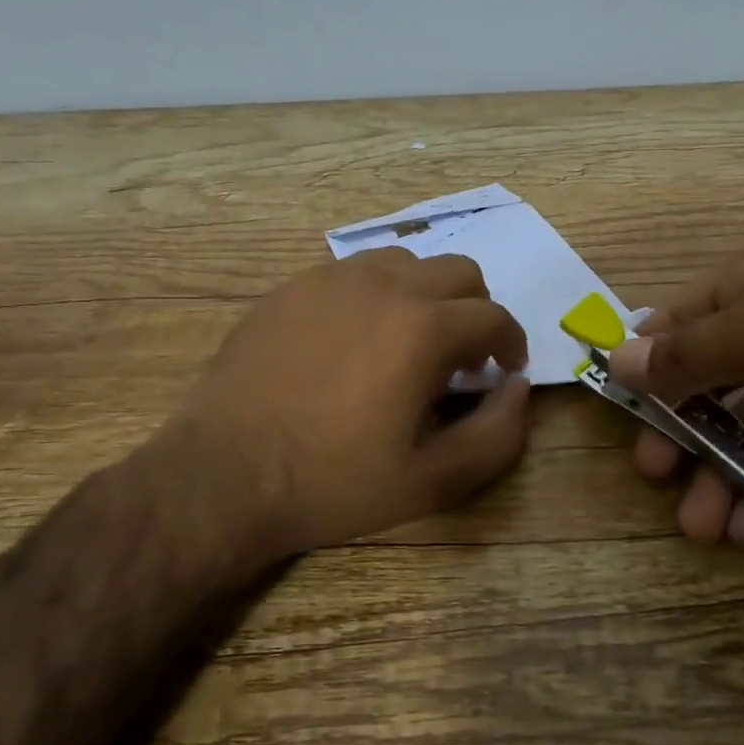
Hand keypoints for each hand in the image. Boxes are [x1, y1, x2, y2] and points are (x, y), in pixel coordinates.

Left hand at [144, 248, 530, 563]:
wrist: (224, 474)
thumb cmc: (333, 482)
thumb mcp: (431, 481)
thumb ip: (496, 434)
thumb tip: (519, 388)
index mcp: (424, 328)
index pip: (493, 316)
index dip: (511, 342)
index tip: (504, 369)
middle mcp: (384, 286)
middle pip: (458, 271)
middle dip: (474, 310)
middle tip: (460, 358)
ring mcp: (332, 279)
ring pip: (405, 262)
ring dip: (425, 295)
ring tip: (408, 342)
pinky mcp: (292, 286)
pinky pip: (353, 272)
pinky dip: (375, 294)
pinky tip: (354, 339)